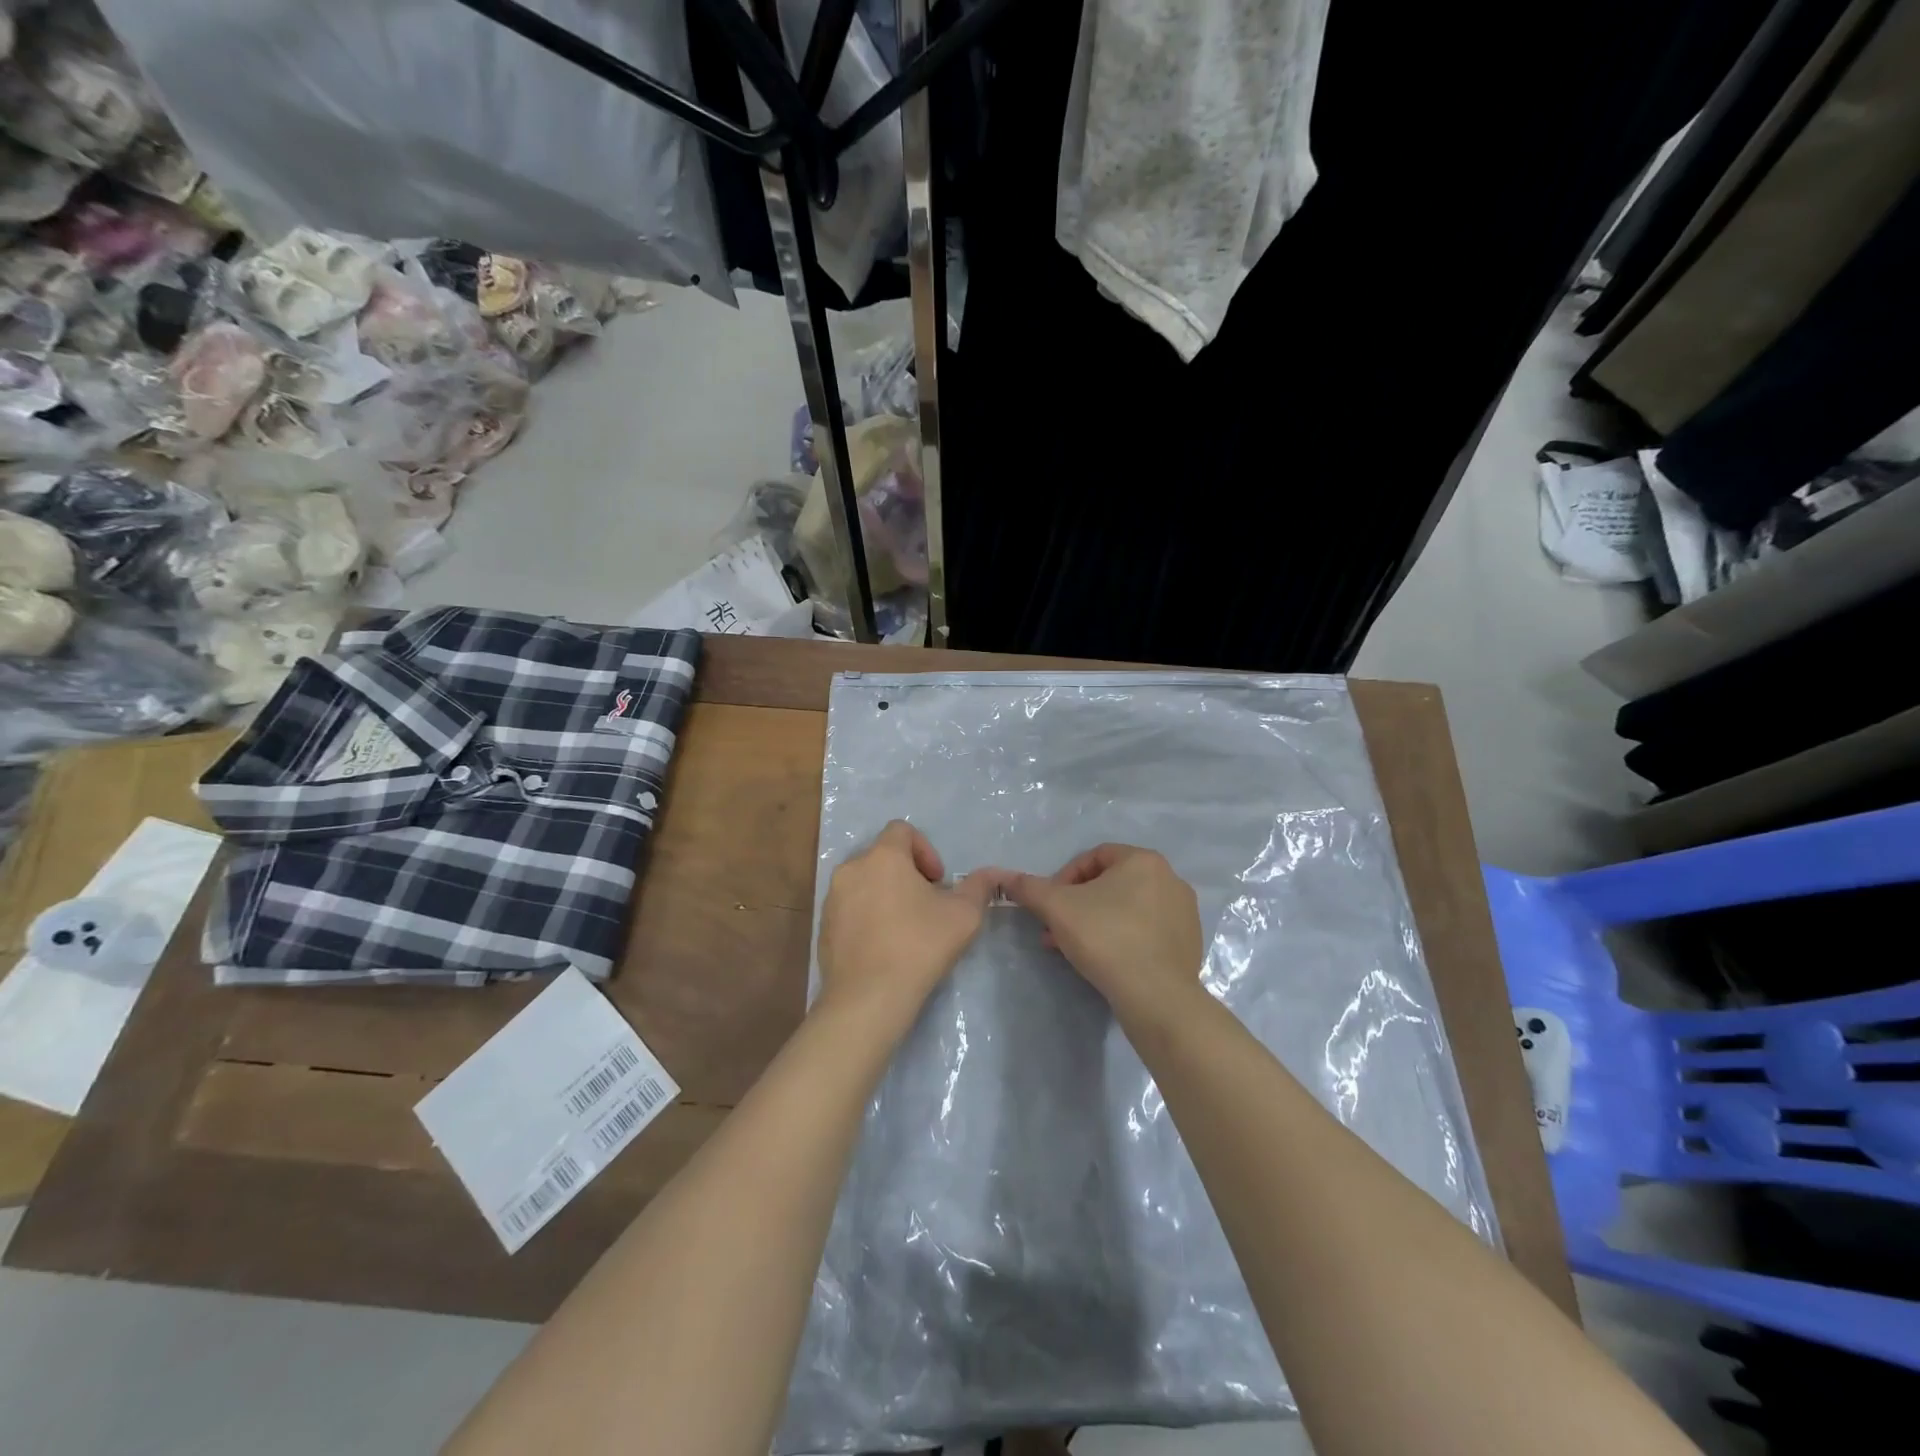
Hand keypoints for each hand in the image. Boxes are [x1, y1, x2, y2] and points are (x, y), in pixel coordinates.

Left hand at [815, 821, 1001, 1035]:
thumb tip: (992, 874)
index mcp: (883, 857)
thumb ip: (979, 886)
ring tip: (905, 928)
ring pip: (864, 883)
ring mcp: (832, 899)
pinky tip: (883, 947)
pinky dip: (867, 917)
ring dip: (885, 895)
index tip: (937, 882)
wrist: (868, 998)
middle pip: (882, 857)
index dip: (925, 850)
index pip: (901, 830)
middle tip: (926, 905)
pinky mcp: (823, 927)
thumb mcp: (963, 915)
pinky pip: (849, 909)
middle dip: (906, 874)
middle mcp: (851, 869)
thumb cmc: (919, 946)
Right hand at [1003, 844, 1204, 1025]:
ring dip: (1096, 922)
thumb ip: (1029, 888)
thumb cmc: (1106, 938)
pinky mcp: (1189, 943)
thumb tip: (1004, 877)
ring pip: (1127, 908)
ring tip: (1075, 948)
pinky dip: (1122, 939)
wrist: (1156, 996)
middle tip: (1057, 929)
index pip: (1094, 857)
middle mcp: (1170, 879)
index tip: (1050, 906)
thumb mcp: (1057, 908)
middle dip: (1078, 905)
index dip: (1065, 878)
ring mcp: (1183, 912)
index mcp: (1143, 860)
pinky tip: (1106, 961)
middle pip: (1110, 883)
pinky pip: (1146, 931)